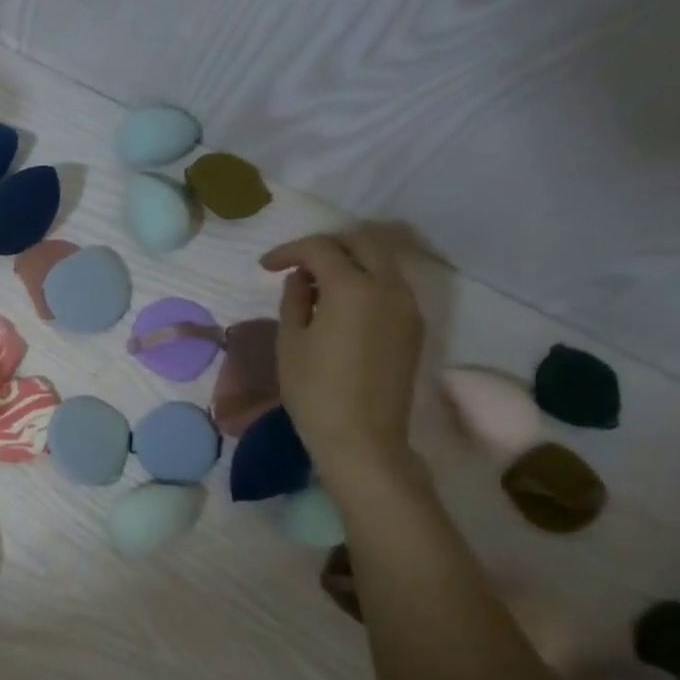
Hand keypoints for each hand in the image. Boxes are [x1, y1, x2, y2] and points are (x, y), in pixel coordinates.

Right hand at [259, 228, 423, 488]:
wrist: (362, 438)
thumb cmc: (314, 390)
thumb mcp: (291, 341)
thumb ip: (295, 300)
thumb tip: (301, 279)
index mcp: (353, 288)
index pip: (321, 248)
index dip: (289, 251)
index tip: (265, 267)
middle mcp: (388, 287)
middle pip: (362, 241)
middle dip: (326, 245)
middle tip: (296, 264)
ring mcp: (408, 306)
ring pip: (382, 260)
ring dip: (349, 260)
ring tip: (317, 283)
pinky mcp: (414, 325)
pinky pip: (391, 284)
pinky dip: (365, 279)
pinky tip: (340, 303)